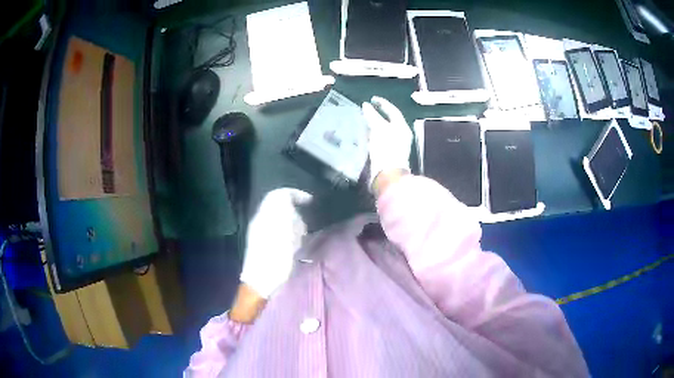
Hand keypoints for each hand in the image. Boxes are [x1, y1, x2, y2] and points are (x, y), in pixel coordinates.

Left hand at [240, 188, 312, 298]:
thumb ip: (286, 214)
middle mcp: (260, 220)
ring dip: (293, 225)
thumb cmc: (274, 260)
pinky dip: (289, 235)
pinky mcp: (263, 243)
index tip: (310, 202)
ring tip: (300, 239)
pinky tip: (294, 247)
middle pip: (280, 207)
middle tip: (304, 227)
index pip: (278, 195)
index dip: (295, 194)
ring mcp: (260, 232)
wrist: (259, 284)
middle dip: (295, 213)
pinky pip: (279, 231)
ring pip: (281, 219)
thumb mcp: (284, 235)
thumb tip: (290, 199)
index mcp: (264, 216)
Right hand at [362, 96, 411, 189]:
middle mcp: (400, 136)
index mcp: (402, 128)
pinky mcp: (387, 155)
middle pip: (388, 121)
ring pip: (383, 131)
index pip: (393, 111)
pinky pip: (379, 141)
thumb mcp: (378, 129)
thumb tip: (366, 105)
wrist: (387, 175)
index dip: (383, 103)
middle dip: (377, 115)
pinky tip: (364, 136)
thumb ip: (372, 116)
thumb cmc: (386, 149)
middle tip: (366, 109)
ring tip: (362, 121)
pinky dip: (372, 136)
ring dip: (373, 126)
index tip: (372, 99)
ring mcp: (394, 146)